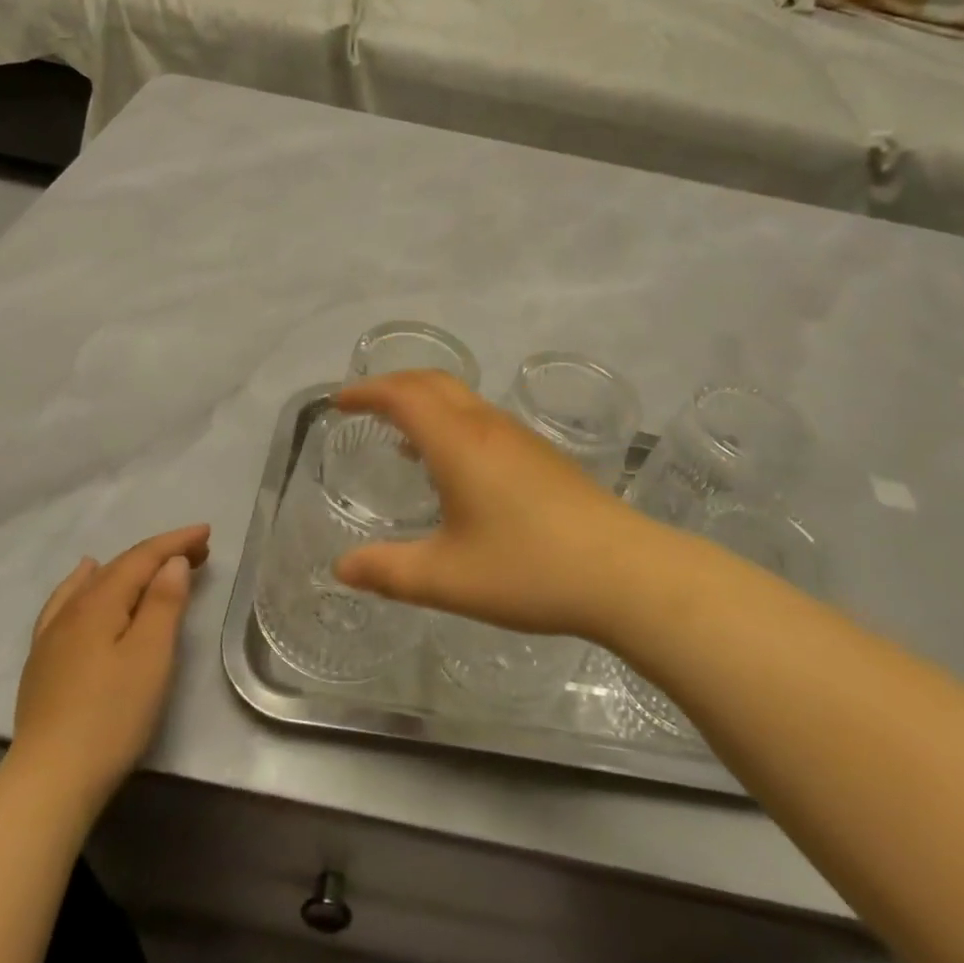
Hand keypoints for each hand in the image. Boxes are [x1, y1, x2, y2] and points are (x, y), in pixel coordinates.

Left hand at [11, 524, 210, 803]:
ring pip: (94, 583)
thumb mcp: (151, 655)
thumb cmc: (112, 715)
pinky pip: (67, 602)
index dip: (176, 542)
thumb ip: (163, 603)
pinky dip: (85, 583)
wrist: (49, 782)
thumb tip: (171, 562)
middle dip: (159, 554)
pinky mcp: (43, 661)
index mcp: (99, 602)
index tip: (208, 533)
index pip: (142, 557)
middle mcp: (72, 609)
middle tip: (198, 552)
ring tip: (151, 560)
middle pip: (120, 567)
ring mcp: (51, 636)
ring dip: (129, 569)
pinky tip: (84, 580)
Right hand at [331, 372, 663, 640]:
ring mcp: (520, 437)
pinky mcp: (542, 455)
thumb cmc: (529, 569)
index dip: (367, 391)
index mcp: (458, 443)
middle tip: (363, 406)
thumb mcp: (447, 579)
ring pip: (462, 399)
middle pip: (433, 383)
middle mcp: (487, 427)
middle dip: (393, 385)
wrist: (624, 572)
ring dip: (425, 402)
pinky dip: (452, 422)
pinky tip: (453, 466)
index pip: (403, 394)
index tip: (339, 402)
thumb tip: (342, 569)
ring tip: (400, 435)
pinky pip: (482, 420)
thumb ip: (389, 572)